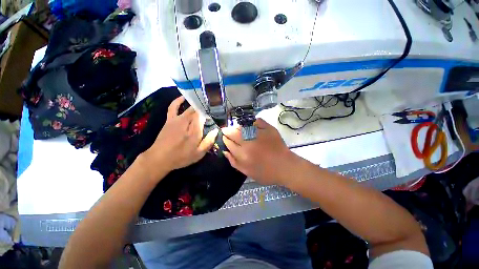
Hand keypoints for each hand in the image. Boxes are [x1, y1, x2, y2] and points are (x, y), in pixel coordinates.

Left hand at [142, 96, 217, 176]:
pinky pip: (173, 107)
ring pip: (189, 108)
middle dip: (205, 108)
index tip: (216, 113)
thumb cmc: (181, 157)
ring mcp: (177, 119)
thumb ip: (208, 142)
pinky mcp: (170, 119)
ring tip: (202, 100)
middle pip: (198, 110)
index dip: (210, 113)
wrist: (160, 158)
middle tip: (212, 107)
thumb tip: (216, 130)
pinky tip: (183, 98)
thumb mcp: (198, 154)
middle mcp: (187, 121)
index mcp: (195, 130)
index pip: (204, 116)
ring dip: (196, 104)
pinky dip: (178, 101)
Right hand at [222, 119, 297, 185]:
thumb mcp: (247, 172)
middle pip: (233, 132)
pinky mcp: (268, 129)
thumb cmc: (266, 173)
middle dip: (227, 131)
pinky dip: (252, 121)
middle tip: (227, 131)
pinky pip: (257, 121)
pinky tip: (249, 124)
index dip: (225, 139)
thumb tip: (225, 151)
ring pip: (243, 126)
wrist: (285, 167)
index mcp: (243, 154)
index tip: (224, 137)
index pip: (229, 142)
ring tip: (236, 128)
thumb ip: (234, 162)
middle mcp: (249, 143)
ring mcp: (259, 134)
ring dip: (237, 126)